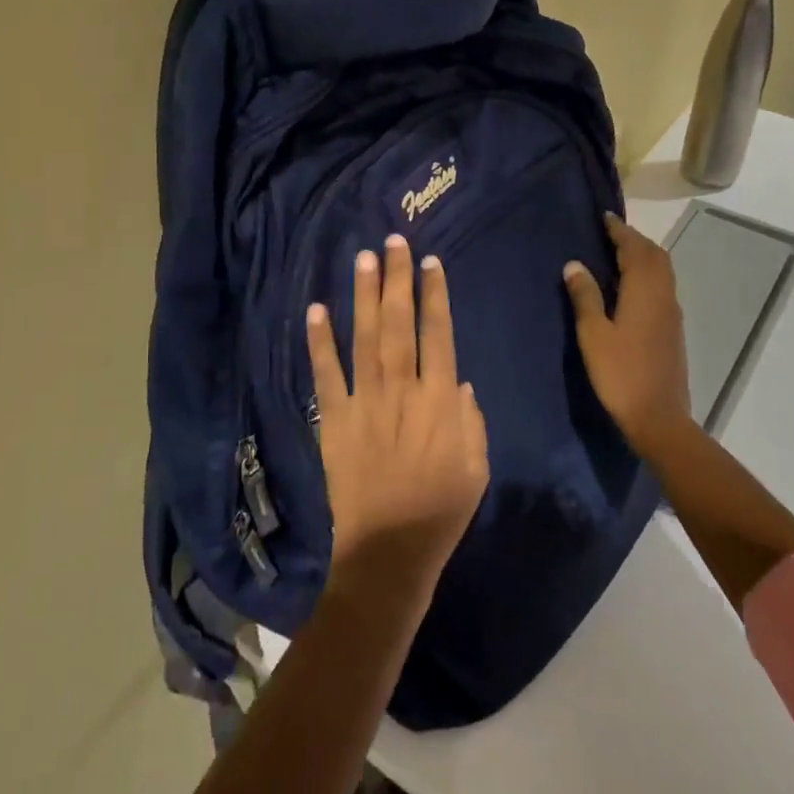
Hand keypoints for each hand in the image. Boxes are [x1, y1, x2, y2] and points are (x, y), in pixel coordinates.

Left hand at [307, 235, 489, 597]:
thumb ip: (470, 420)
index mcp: (440, 401)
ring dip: (364, 296)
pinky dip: (319, 343)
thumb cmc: (440, 510)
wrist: (389, 551)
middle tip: (393, 242)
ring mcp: (365, 403)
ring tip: (362, 259)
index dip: (434, 296)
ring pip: (364, 338)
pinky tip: (316, 310)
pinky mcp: (335, 421)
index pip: (438, 335)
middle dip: (397, 280)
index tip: (429, 263)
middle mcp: (402, 391)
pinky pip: (325, 376)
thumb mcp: (477, 467)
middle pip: (400, 325)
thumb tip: (457, 380)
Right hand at [563, 213, 694, 449]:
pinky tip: (630, 287)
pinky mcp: (673, 329)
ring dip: (643, 256)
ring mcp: (672, 313)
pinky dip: (648, 274)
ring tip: (618, 255)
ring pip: (662, 271)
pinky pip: (662, 287)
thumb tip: (574, 264)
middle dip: (634, 240)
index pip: (634, 249)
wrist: (659, 417)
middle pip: (655, 255)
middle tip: (609, 234)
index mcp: (644, 291)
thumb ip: (585, 296)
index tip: (604, 217)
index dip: (619, 231)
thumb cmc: (620, 374)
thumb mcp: (593, 334)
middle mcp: (663, 295)